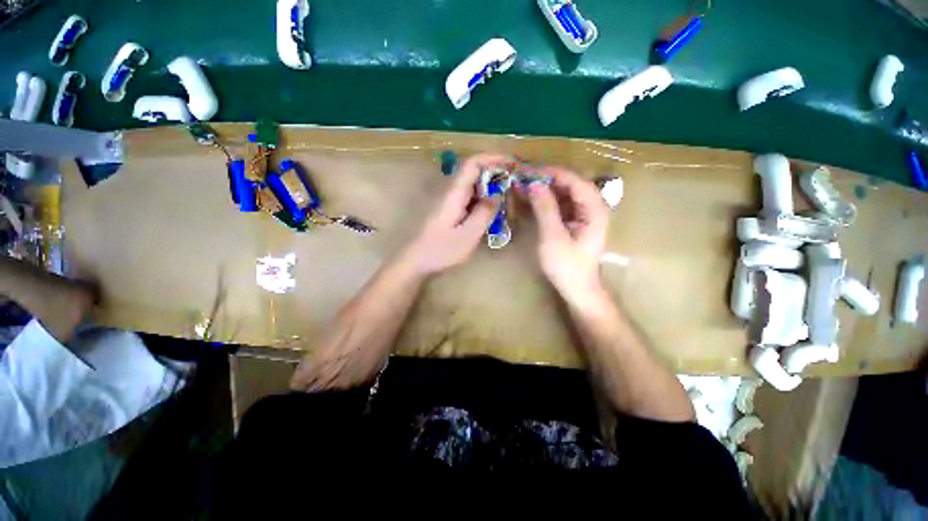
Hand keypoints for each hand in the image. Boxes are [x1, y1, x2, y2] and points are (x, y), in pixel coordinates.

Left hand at [402, 154, 506, 274]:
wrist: (414, 261)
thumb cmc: (440, 250)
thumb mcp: (468, 235)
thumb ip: (484, 213)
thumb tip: (498, 194)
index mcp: (453, 193)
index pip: (473, 163)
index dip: (493, 158)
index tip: (513, 164)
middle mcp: (449, 191)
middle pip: (473, 172)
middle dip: (495, 174)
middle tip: (514, 186)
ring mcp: (447, 200)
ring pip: (472, 186)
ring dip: (489, 188)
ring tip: (506, 199)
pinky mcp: (447, 210)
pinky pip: (468, 198)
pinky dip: (481, 200)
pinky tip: (490, 212)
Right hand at [525, 167, 609, 305]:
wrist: (577, 288)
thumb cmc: (567, 266)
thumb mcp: (553, 237)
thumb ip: (545, 209)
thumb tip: (534, 184)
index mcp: (594, 209)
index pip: (575, 181)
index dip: (553, 173)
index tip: (530, 171)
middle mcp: (594, 207)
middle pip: (571, 184)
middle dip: (548, 178)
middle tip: (524, 177)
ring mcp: (585, 214)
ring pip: (566, 192)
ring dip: (546, 188)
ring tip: (525, 185)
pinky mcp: (577, 221)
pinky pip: (563, 203)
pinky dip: (548, 199)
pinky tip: (534, 198)